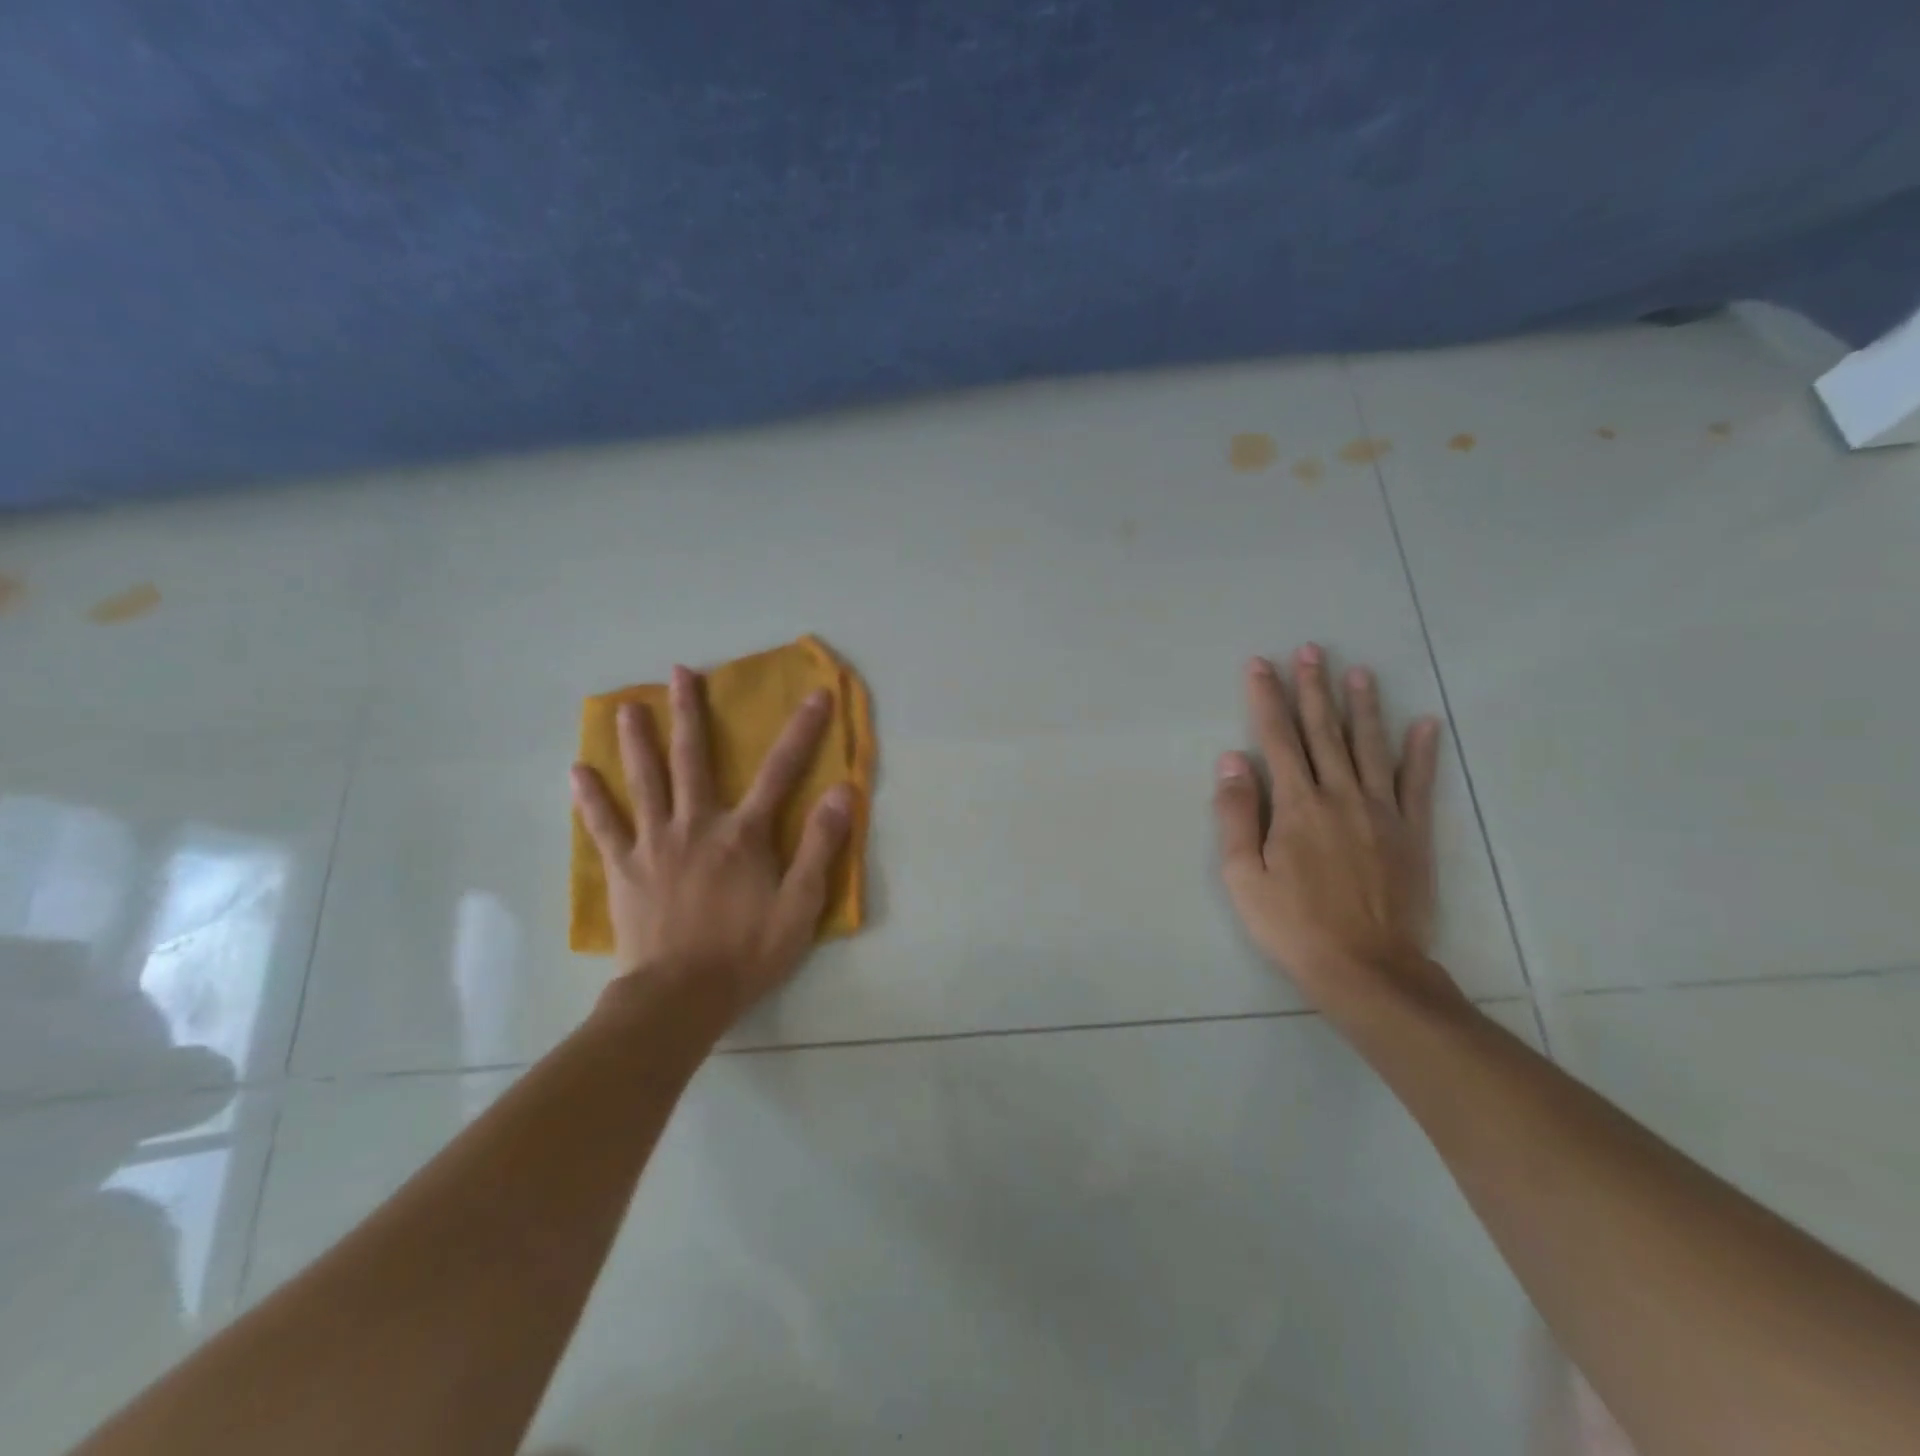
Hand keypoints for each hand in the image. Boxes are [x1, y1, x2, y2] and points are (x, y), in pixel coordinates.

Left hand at [570, 666, 853, 1032]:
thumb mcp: (800, 906)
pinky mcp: (624, 869)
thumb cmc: (746, 953)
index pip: (780, 771)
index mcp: (744, 834)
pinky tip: (577, 772)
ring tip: (627, 707)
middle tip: (680, 673)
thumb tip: (841, 792)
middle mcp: (697, 825)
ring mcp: (654, 844)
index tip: (816, 695)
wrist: (678, 998)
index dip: (802, 731)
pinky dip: (591, 798)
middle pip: (693, 759)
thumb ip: (820, 847)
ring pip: (645, 781)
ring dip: (637, 741)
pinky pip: (604, 826)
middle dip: (690, 713)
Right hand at [1213, 645, 1462, 1011]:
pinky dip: (1422, 752)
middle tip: (1312, 650)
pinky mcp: (1413, 833)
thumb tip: (1232, 760)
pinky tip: (1425, 723)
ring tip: (1360, 672)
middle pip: (1324, 732)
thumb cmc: (1293, 925)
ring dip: (1363, 707)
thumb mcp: (1244, 876)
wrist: (1368, 969)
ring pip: (1371, 747)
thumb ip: (1237, 815)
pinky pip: (1419, 783)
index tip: (1261, 664)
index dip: (1267, 698)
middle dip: (1314, 688)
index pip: (1277, 738)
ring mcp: (1383, 812)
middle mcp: (1341, 796)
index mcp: (1297, 806)